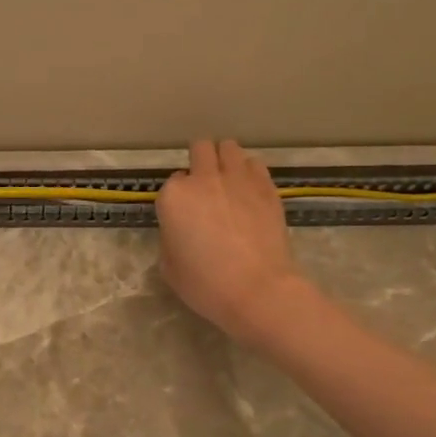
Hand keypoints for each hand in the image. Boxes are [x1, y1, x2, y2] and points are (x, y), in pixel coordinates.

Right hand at [156, 139, 308, 344]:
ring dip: (225, 159)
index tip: (185, 213)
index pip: (172, 181)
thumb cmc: (205, 284)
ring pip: (229, 147)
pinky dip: (249, 171)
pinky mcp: (267, 186)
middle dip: (200, 161)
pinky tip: (250, 190)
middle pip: (200, 149)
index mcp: (174, 196)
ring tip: (229, 180)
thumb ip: (170, 238)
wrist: (257, 289)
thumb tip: (181, 231)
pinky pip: (255, 164)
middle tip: (205, 185)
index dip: (179, 196)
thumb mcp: (169, 267)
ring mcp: (238, 179)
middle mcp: (204, 179)